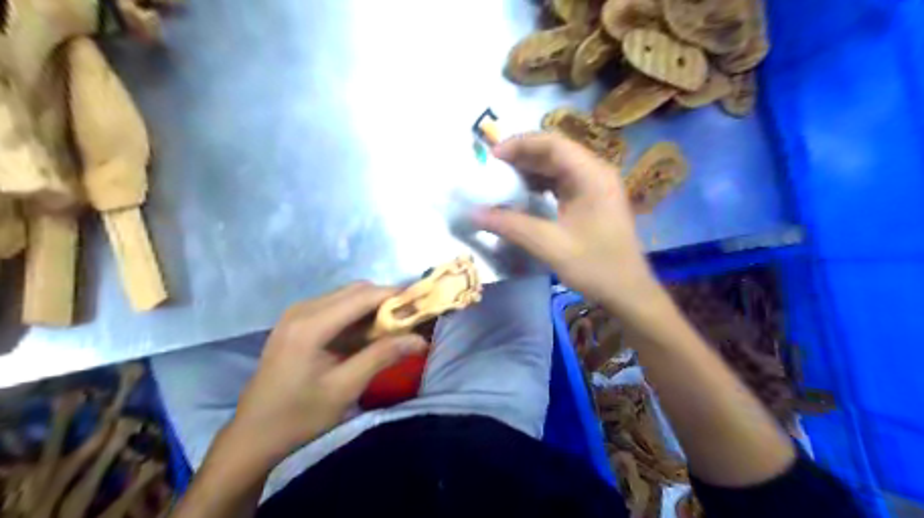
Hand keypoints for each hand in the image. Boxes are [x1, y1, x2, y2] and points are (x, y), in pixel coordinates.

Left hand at [225, 283, 427, 465]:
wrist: (252, 437)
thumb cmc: (298, 417)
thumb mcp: (344, 388)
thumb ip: (382, 356)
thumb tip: (420, 339)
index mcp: (311, 324)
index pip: (363, 296)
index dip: (396, 296)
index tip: (423, 305)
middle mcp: (303, 309)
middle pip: (355, 290)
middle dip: (386, 300)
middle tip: (411, 320)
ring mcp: (297, 314)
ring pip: (346, 297)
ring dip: (373, 307)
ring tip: (395, 328)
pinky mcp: (296, 323)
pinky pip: (335, 308)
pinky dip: (357, 316)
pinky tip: (368, 335)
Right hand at [477, 131, 663, 318]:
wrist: (628, 292)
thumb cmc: (596, 267)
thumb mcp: (550, 246)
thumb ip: (511, 226)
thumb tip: (474, 213)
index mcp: (591, 175)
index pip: (553, 144)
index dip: (520, 144)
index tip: (492, 157)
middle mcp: (595, 173)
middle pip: (555, 152)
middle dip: (522, 157)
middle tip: (491, 170)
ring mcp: (596, 186)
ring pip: (557, 167)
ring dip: (529, 171)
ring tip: (501, 181)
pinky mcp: (592, 200)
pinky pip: (562, 183)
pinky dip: (540, 185)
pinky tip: (522, 196)